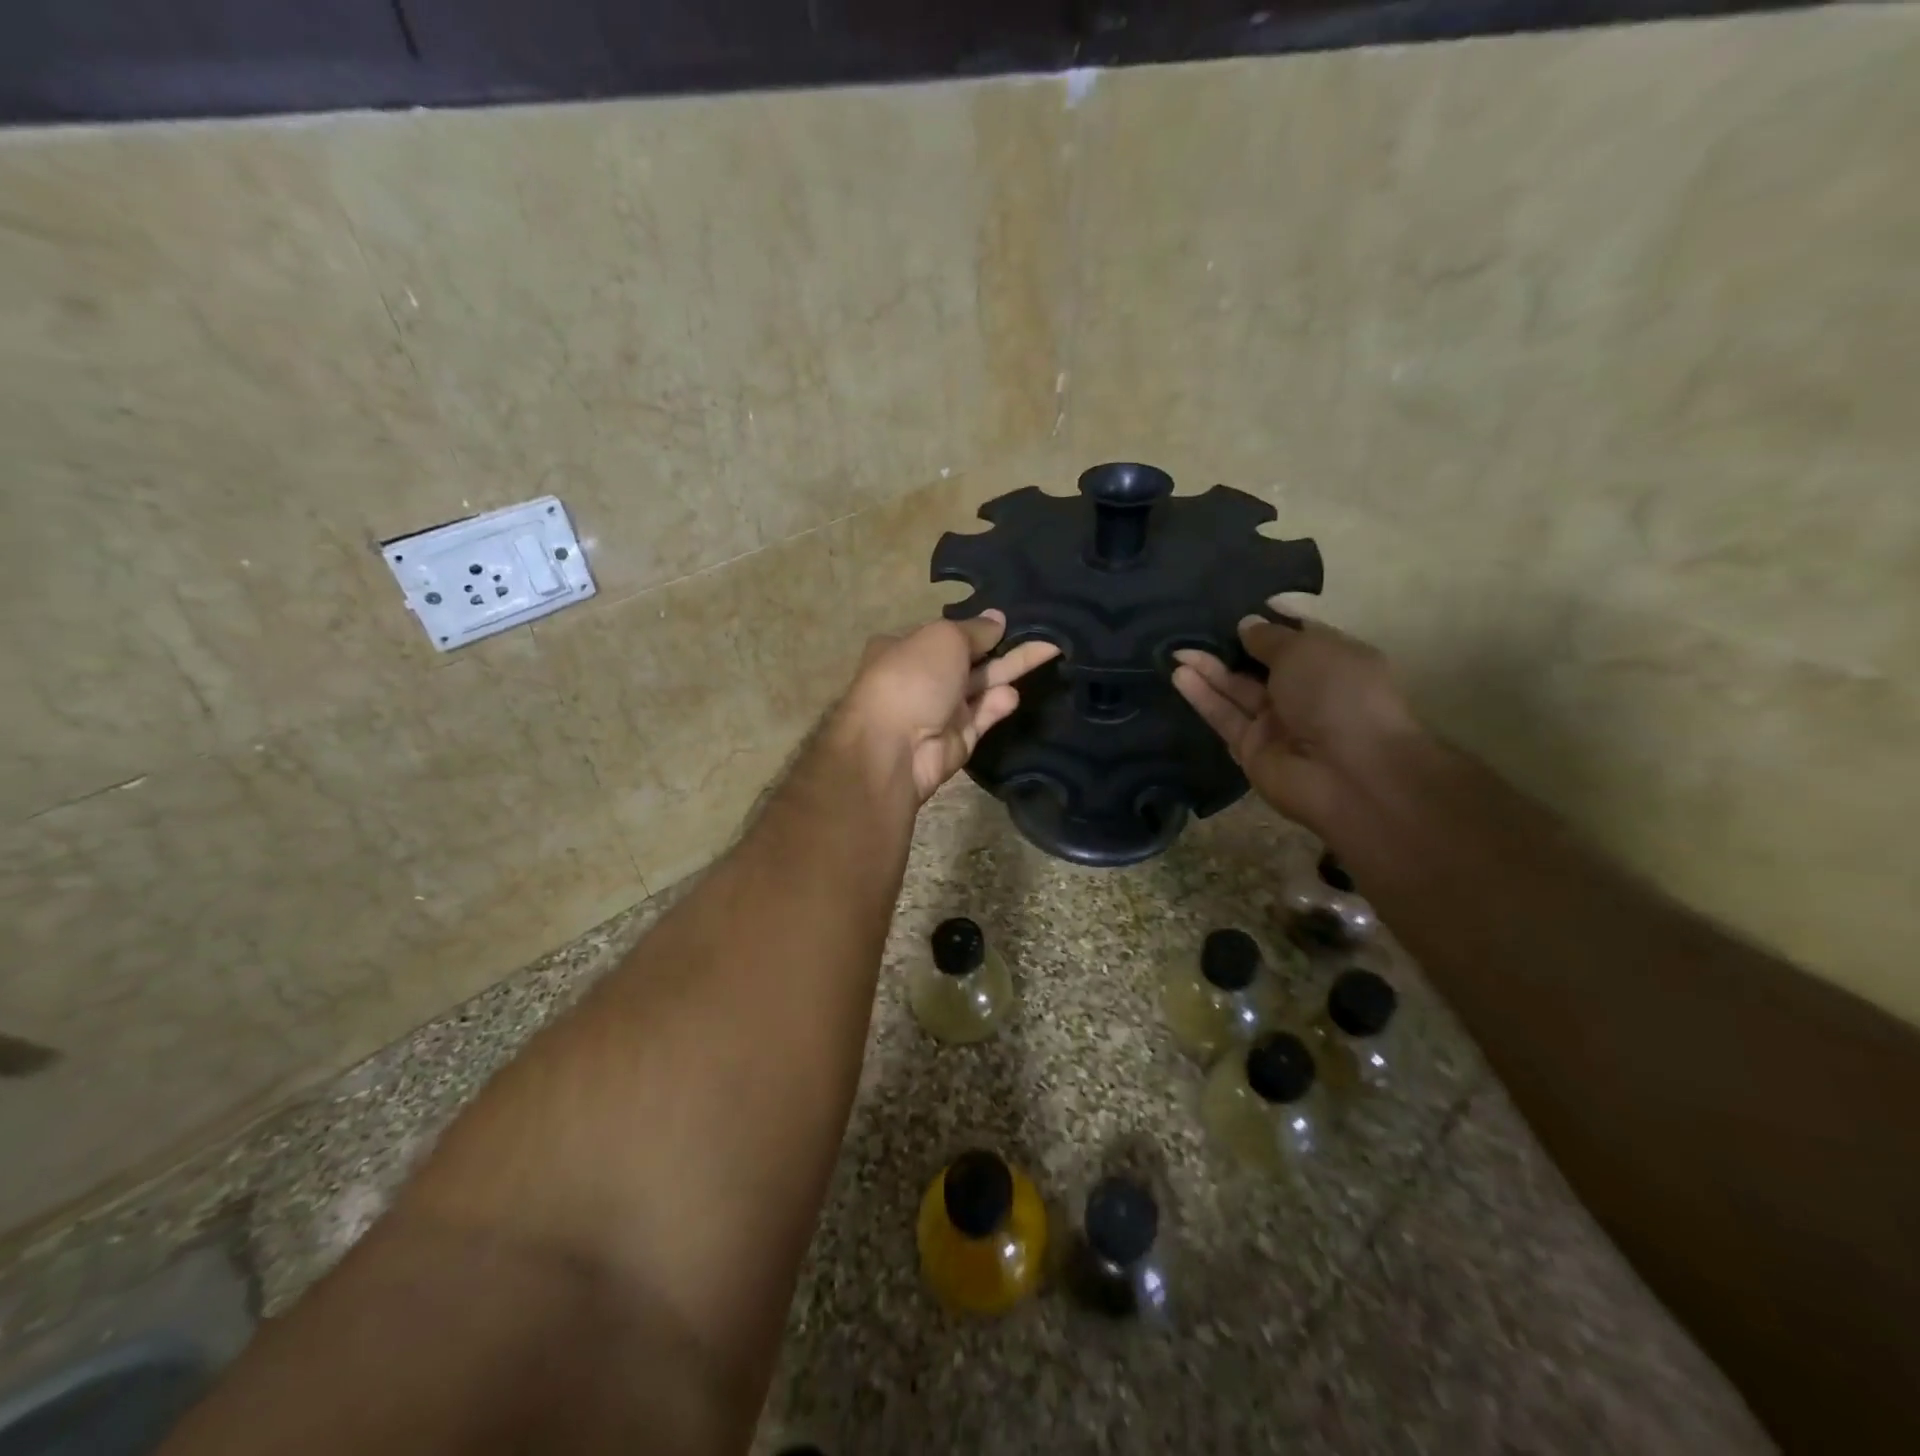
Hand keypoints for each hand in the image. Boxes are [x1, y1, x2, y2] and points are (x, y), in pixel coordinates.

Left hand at [836, 612, 1059, 804]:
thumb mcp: (944, 638)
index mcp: (904, 648)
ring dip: (1010, 669)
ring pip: (982, 685)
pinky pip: (983, 715)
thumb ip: (975, 630)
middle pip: (969, 658)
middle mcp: (921, 677)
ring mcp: (940, 709)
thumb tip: (997, 618)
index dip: (975, 626)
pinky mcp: (958, 737)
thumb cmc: (912, 679)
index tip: (1009, 616)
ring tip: (1048, 649)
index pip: (945, 633)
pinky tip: (1013, 694)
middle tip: (1043, 630)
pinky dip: (998, 704)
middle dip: (1002, 645)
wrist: (895, 748)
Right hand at [1172, 607, 1420, 833]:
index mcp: (1333, 663)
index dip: (1268, 625)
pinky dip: (1203, 697)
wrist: (1348, 772)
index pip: (1296, 639)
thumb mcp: (1305, 650)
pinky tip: (1179, 675)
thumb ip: (1270, 637)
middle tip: (1194, 631)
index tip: (1236, 609)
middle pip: (1260, 666)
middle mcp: (1306, 693)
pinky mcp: (1252, 749)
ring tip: (1176, 651)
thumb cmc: (1338, 694)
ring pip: (1237, 691)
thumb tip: (1247, 624)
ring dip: (1209, 671)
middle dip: (1230, 648)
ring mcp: (1278, 724)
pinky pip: (1225, 717)